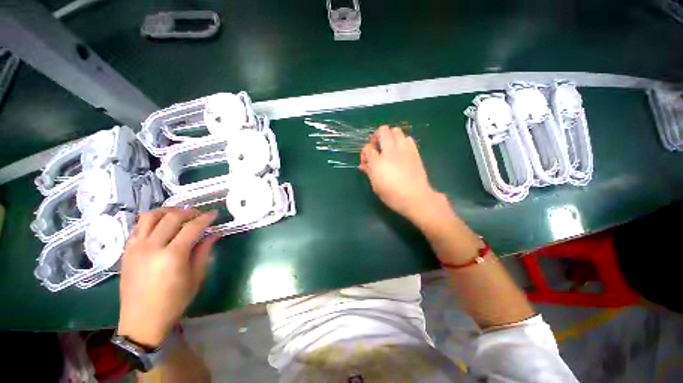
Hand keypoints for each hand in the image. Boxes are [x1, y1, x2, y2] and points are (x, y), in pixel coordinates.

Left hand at [117, 207, 218, 347]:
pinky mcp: (127, 251)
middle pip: (172, 217)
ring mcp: (136, 247)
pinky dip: (152, 220)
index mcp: (172, 256)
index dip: (206, 218)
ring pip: (150, 216)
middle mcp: (152, 247)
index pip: (192, 227)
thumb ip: (203, 252)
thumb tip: (213, 234)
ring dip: (168, 211)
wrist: (141, 320)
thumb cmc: (173, 302)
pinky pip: (138, 226)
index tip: (214, 214)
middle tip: (200, 215)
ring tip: (179, 215)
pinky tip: (161, 225)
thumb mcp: (196, 278)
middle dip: (189, 212)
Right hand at [359, 125, 439, 223]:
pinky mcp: (415, 152)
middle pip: (383, 131)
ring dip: (390, 136)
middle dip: (377, 136)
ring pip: (396, 131)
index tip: (366, 161)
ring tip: (389, 147)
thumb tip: (363, 165)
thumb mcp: (376, 185)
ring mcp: (404, 150)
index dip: (365, 153)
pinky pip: (408, 138)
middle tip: (377, 147)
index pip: (367, 148)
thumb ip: (369, 172)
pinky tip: (401, 151)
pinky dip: (402, 141)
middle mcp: (390, 152)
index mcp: (378, 162)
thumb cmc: (392, 195)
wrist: (415, 197)